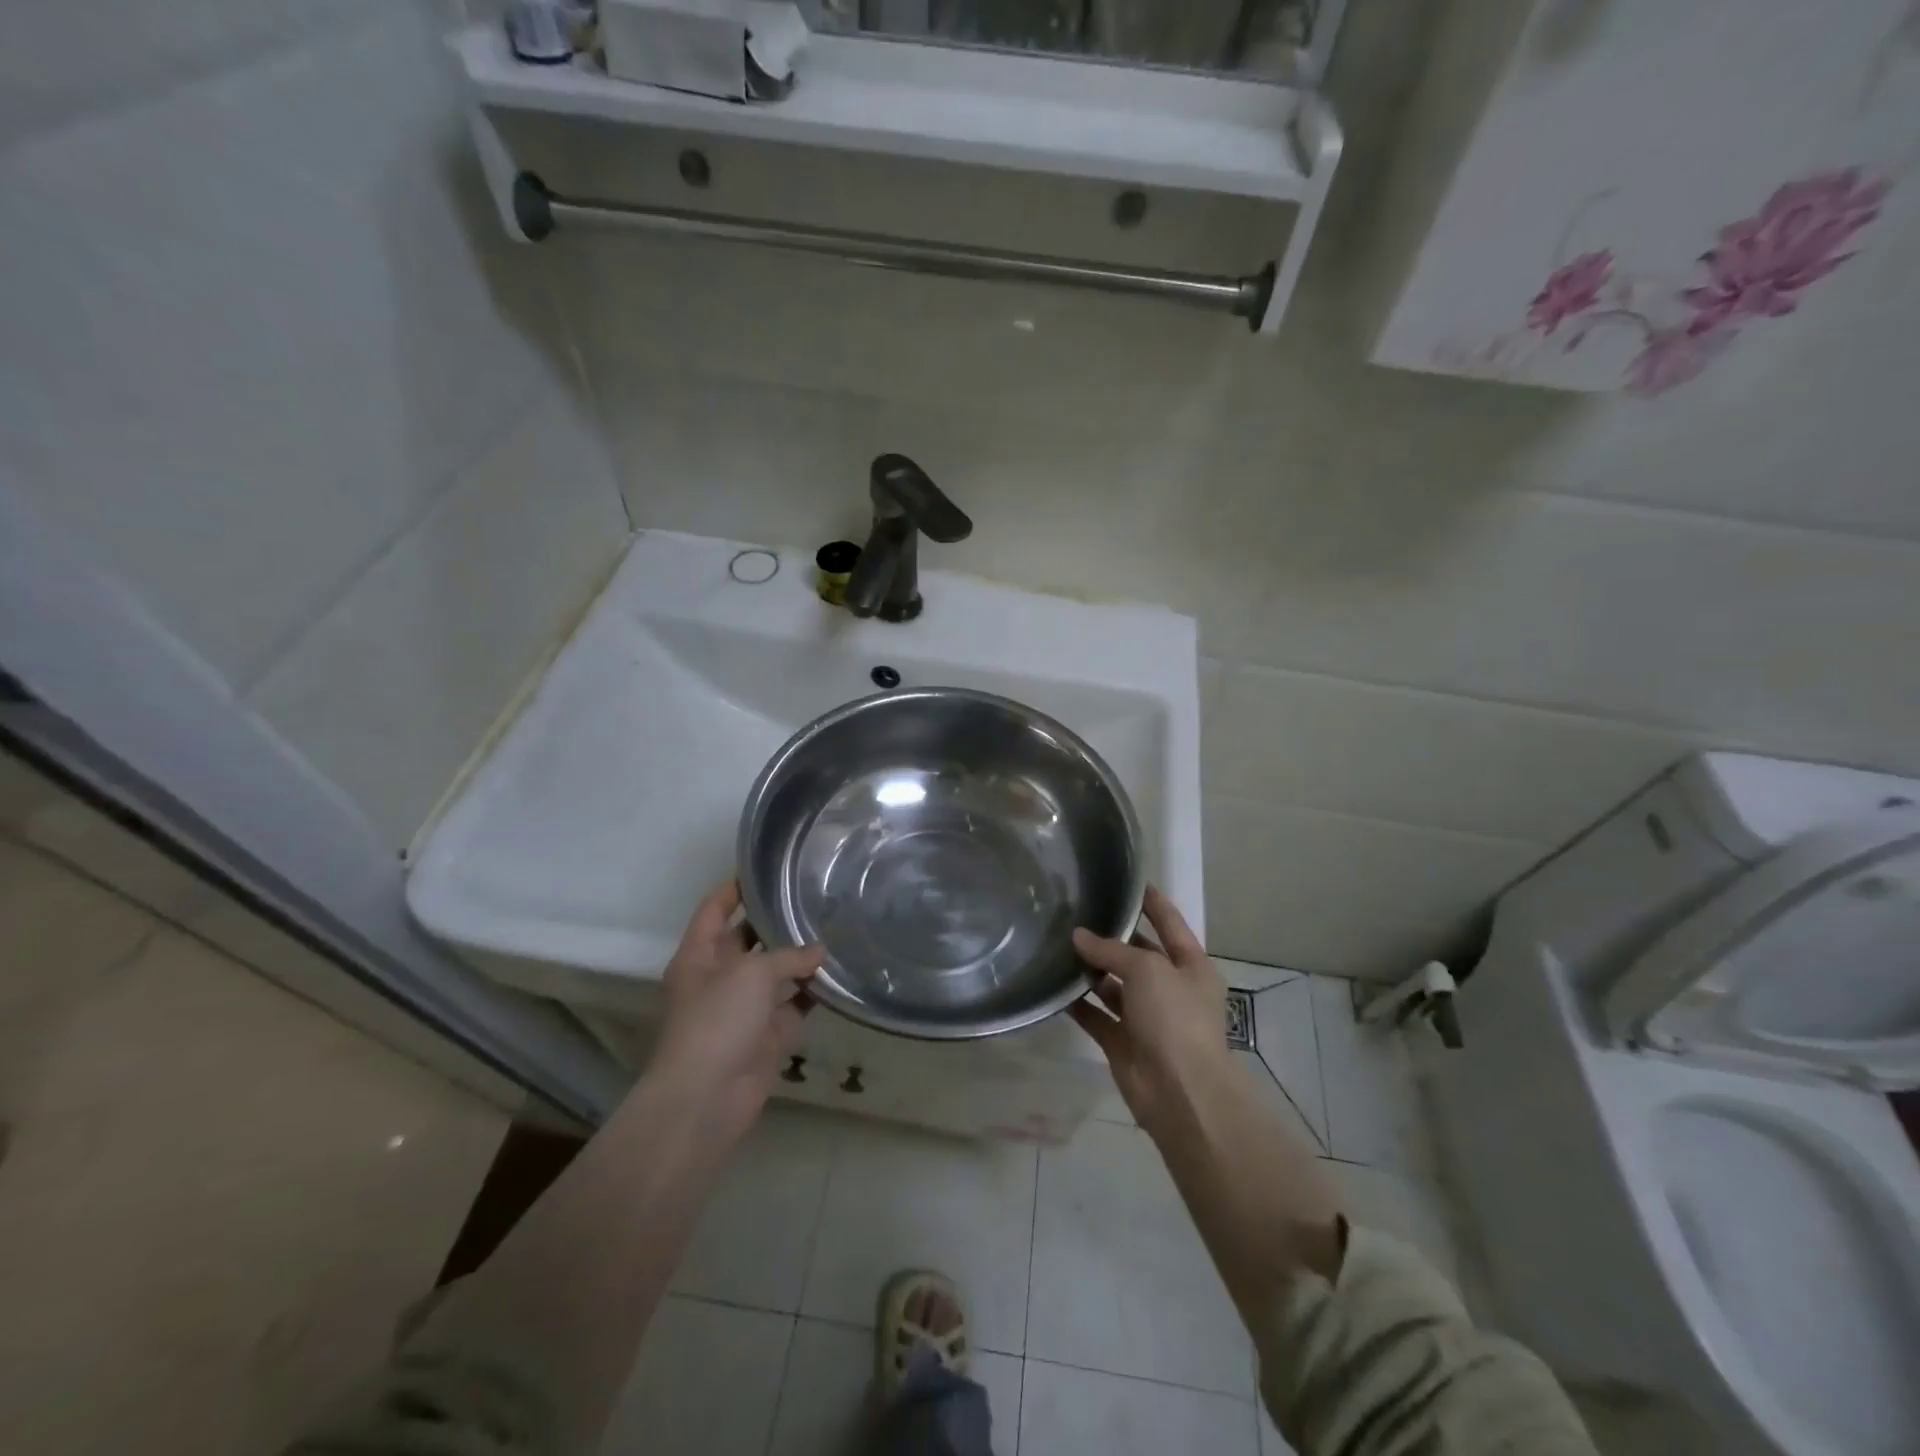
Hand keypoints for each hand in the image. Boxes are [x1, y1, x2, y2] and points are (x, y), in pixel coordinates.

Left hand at [650, 879, 823, 1146]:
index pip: (714, 908)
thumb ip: (788, 956)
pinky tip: (841, 971)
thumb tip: (820, 951)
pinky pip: (796, 1003)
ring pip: (777, 971)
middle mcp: (720, 976)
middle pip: (748, 938)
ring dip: (801, 956)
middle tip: (814, 894)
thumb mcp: (751, 975)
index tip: (766, 866)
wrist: (708, 1098)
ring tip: (836, 925)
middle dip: (776, 920)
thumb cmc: (717, 1022)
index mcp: (699, 955)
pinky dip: (815, 991)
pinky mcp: (769, 1033)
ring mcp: (745, 1007)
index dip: (735, 887)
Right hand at [1070, 886, 1230, 1134]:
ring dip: (1091, 970)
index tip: (1128, 881)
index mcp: (1191, 966)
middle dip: (1112, 938)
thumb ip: (1111, 951)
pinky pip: (1096, 1016)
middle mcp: (1171, 989)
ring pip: (1114, 986)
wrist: (1180, 1092)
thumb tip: (1079, 936)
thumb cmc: (1175, 1018)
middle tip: (1076, 913)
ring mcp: (1147, 1018)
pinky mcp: (1123, 1042)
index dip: (1151, 902)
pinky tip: (1054, 985)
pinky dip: (1078, 1003)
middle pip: (1138, 955)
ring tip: (1058, 944)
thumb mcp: (1147, 970)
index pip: (1170, 923)